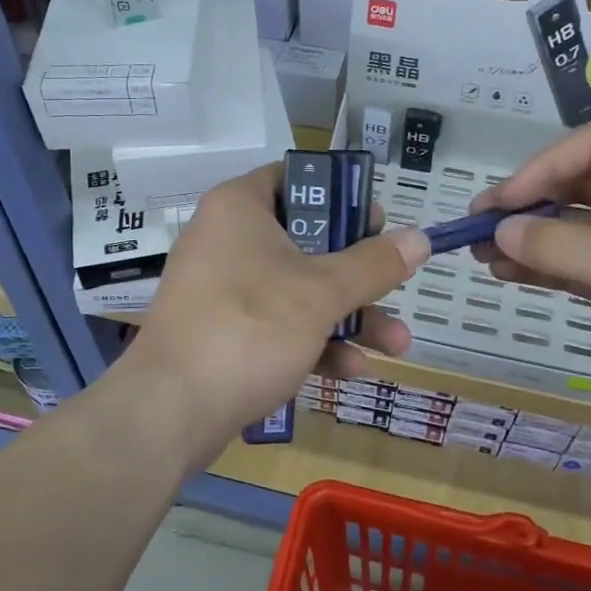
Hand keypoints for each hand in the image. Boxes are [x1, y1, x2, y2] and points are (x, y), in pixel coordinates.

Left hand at [115, 164, 428, 446]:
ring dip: (348, 317)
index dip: (342, 196)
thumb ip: (373, 264)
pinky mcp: (222, 333)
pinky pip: (276, 325)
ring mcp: (222, 290)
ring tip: (396, 345)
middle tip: (395, 284)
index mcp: (240, 208)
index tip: (378, 223)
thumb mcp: (321, 293)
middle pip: (306, 240)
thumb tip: (420, 238)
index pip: (296, 179)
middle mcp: (227, 240)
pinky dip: (313, 342)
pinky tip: (350, 371)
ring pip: (297, 290)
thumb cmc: (249, 327)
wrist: (169, 411)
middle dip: (359, 274)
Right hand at [471, 126, 590, 427]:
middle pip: (576, 184)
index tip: (499, 205)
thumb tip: (497, 230)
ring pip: (574, 225)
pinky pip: (579, 260)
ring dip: (530, 237)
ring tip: (480, 253)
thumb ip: (559, 245)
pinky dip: (545, 265)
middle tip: (476, 226)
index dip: (538, 170)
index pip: (588, 149)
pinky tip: (507, 272)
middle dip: (527, 204)